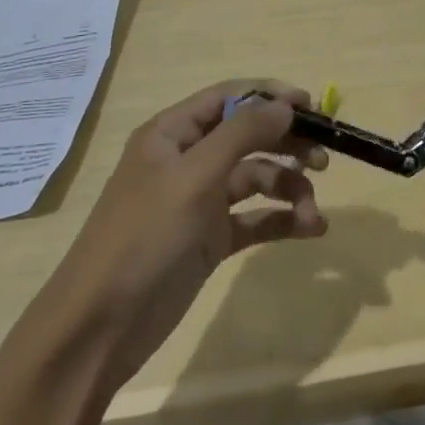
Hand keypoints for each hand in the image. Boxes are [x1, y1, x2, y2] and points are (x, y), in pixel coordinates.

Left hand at [39, 80, 329, 388]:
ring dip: (289, 189)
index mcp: (172, 133)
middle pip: (248, 136)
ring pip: (256, 179)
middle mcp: (187, 160)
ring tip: (313, 212)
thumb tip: (285, 104)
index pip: (229, 97)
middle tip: (324, 158)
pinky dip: (282, 220)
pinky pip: (254, 218)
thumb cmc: (144, 237)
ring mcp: (199, 201)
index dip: (270, 97)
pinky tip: (310, 230)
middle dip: (287, 143)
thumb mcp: (194, 177)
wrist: (100, 327)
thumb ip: (242, 134)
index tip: (312, 107)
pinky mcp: (210, 239)